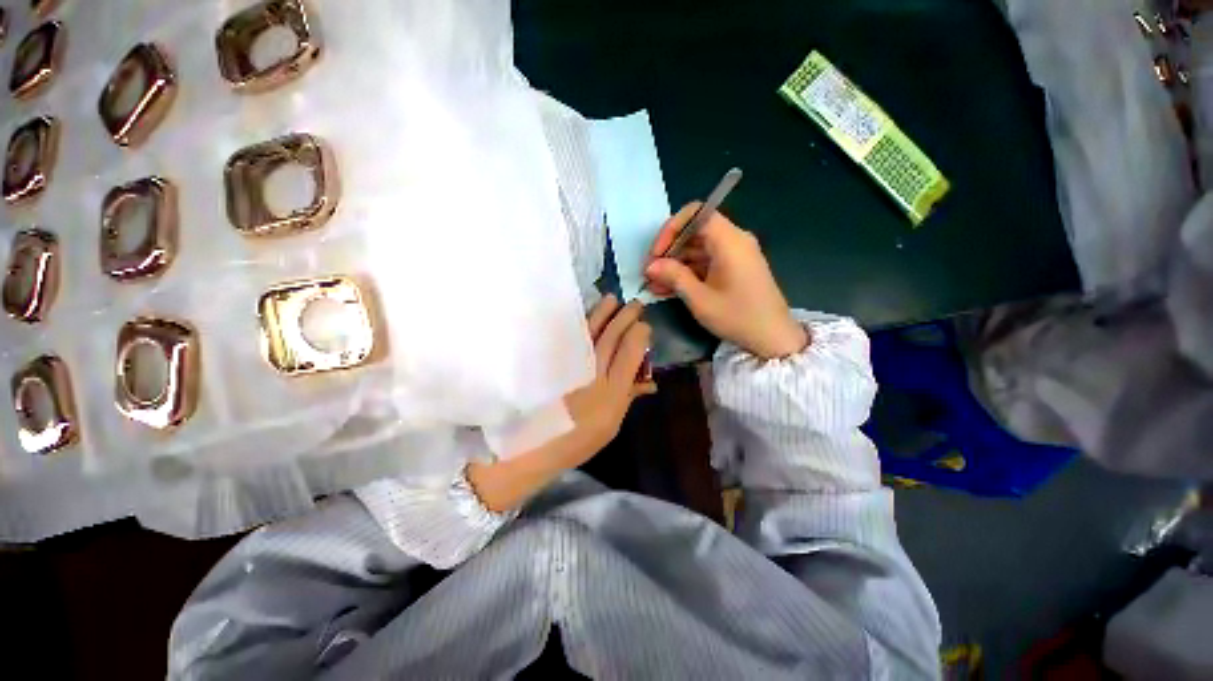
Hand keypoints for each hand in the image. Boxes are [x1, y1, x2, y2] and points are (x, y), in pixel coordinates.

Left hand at [468, 295, 653, 511]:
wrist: (531, 446)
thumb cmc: (577, 441)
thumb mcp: (612, 425)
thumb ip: (629, 397)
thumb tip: (648, 380)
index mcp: (612, 391)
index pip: (631, 350)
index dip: (640, 333)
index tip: (644, 326)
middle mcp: (592, 372)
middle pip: (612, 335)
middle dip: (626, 316)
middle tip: (634, 304)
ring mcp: (569, 363)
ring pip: (590, 329)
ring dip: (603, 311)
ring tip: (612, 300)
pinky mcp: (550, 359)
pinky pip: (569, 335)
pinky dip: (579, 321)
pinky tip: (585, 313)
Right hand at [645, 203, 807, 359]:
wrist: (773, 338)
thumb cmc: (737, 317)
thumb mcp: (700, 298)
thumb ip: (674, 276)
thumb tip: (650, 266)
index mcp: (729, 241)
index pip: (696, 214)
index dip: (671, 229)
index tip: (656, 253)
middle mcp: (733, 241)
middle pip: (694, 233)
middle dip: (669, 251)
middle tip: (650, 273)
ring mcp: (734, 255)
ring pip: (697, 250)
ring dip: (675, 266)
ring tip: (653, 286)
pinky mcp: (733, 269)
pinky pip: (706, 263)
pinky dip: (687, 273)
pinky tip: (667, 290)